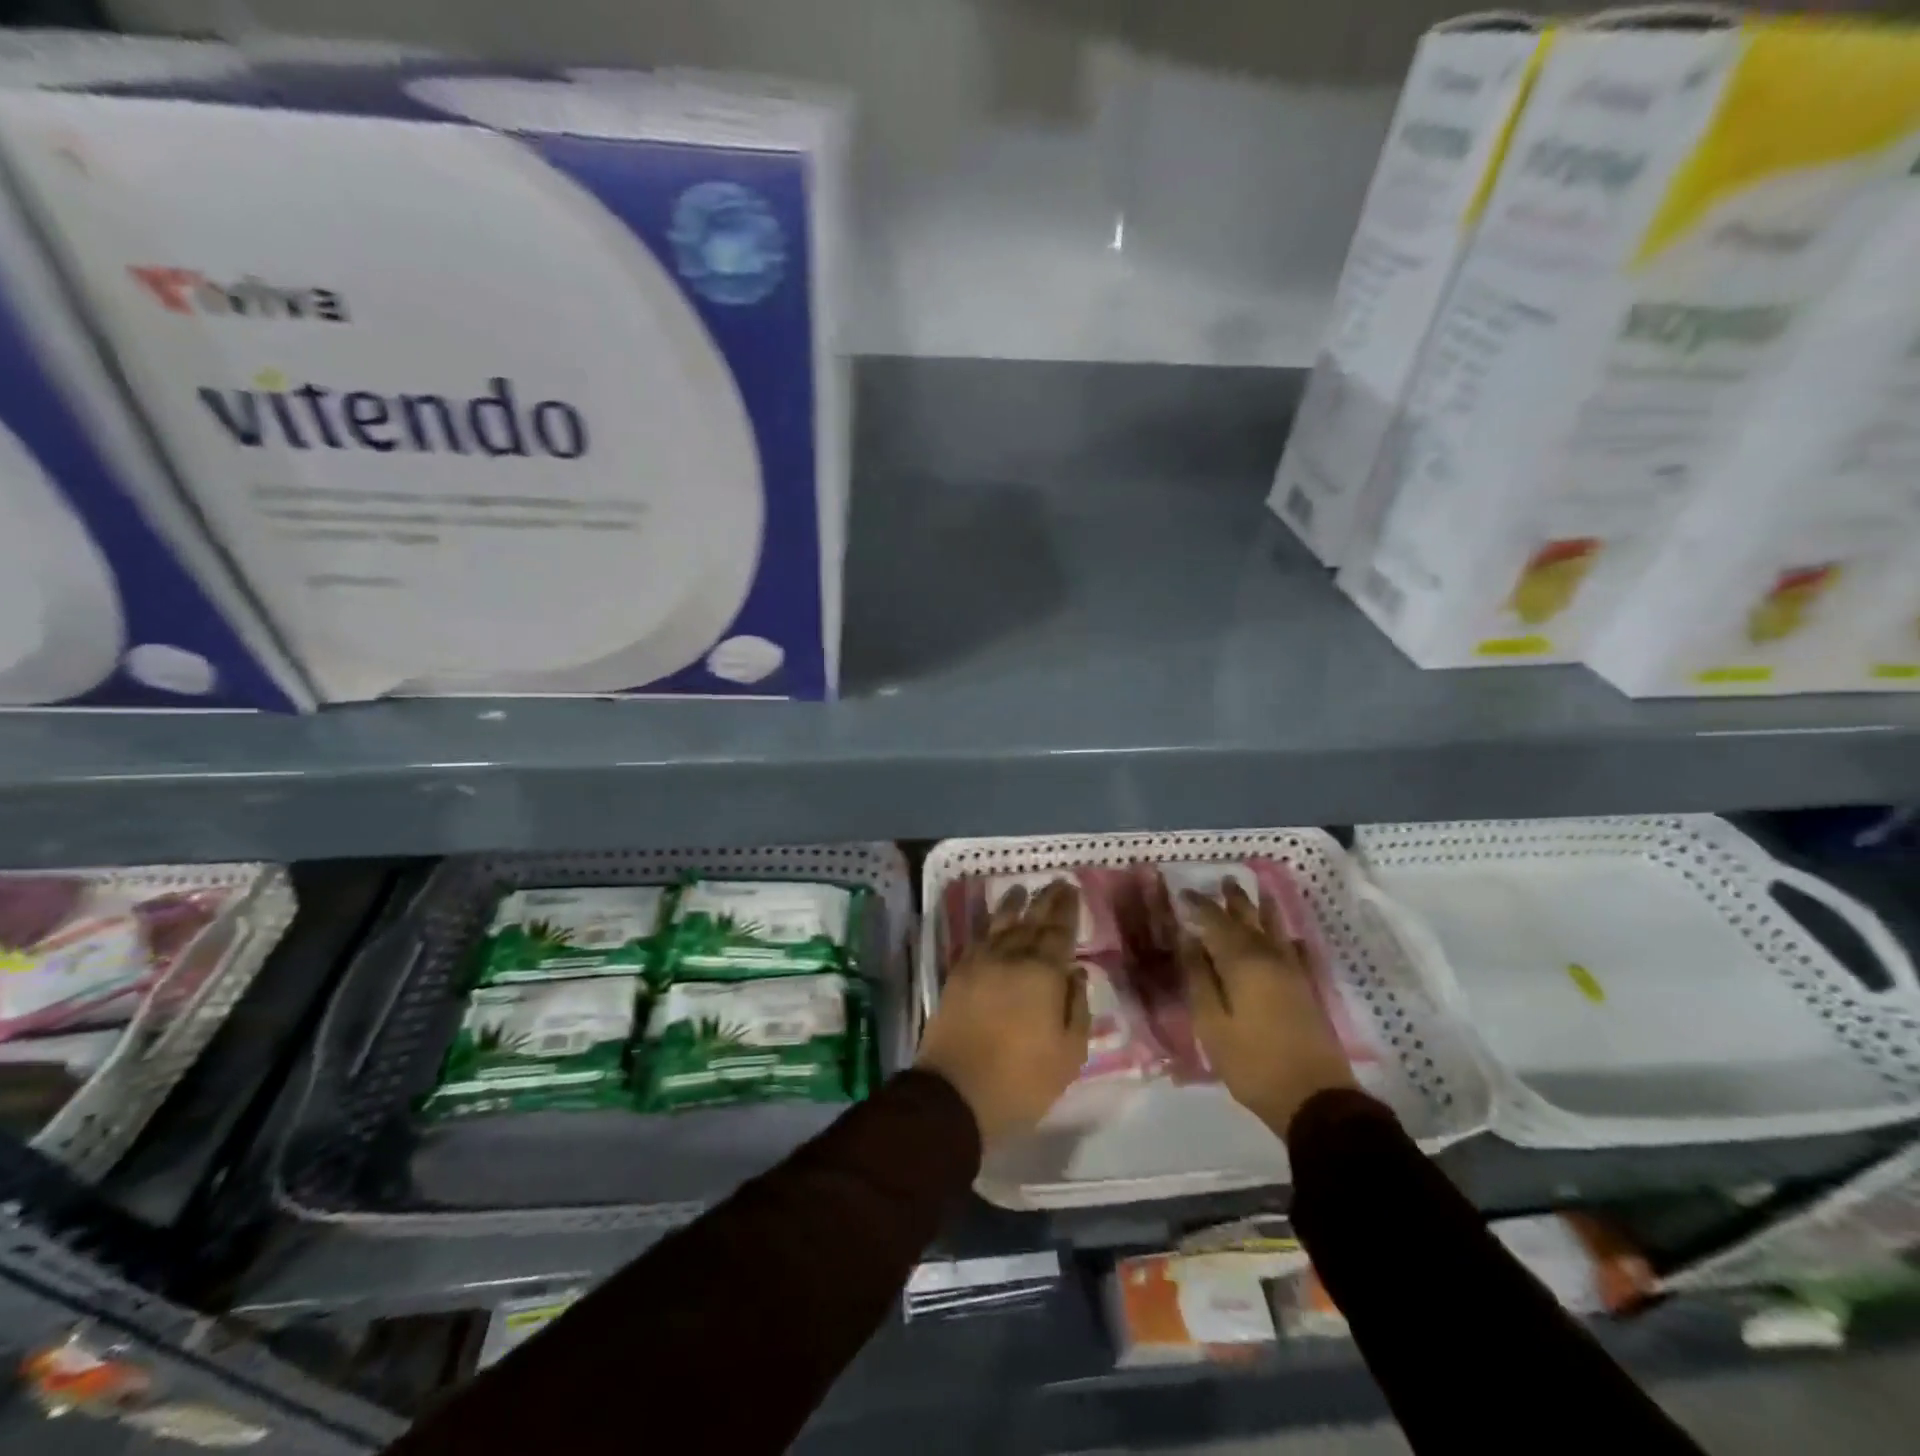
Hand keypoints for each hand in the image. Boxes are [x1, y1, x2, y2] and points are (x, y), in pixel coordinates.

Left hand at [917, 880, 1088, 1144]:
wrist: (955, 1092)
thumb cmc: (1022, 1080)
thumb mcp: (1068, 1054)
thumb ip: (1076, 1008)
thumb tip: (1076, 973)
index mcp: (1043, 973)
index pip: (1059, 932)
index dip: (1067, 910)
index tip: (1072, 889)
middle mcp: (1011, 958)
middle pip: (1031, 921)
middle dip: (1045, 901)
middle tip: (1055, 883)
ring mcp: (980, 964)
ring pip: (1000, 924)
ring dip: (1012, 905)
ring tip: (1020, 890)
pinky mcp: (957, 975)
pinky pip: (977, 940)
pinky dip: (988, 926)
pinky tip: (993, 923)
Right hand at [1179, 879, 1355, 1135]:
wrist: (1314, 1098)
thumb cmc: (1252, 1062)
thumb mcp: (1212, 1023)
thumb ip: (1199, 978)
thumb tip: (1189, 940)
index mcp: (1242, 962)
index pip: (1216, 923)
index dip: (1199, 906)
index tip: (1183, 893)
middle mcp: (1270, 958)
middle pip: (1249, 920)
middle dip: (1234, 900)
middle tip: (1223, 880)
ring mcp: (1293, 973)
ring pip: (1276, 931)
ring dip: (1264, 910)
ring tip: (1258, 892)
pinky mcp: (1307, 990)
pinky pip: (1296, 952)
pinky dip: (1288, 939)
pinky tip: (1289, 937)